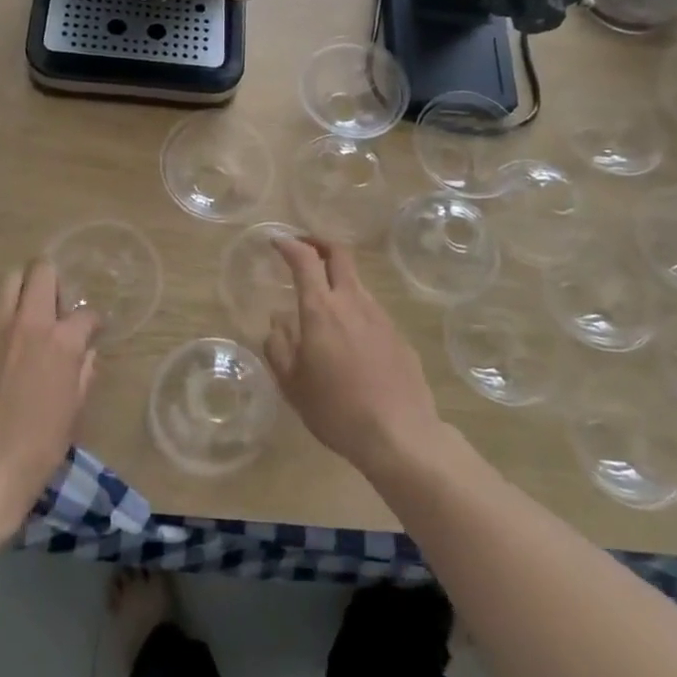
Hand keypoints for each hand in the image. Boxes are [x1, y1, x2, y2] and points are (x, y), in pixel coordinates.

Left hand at [0, 260, 98, 533]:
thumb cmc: (40, 446)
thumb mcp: (75, 410)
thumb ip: (84, 372)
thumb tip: (86, 354)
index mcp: (61, 341)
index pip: (86, 314)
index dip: (93, 322)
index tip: (92, 332)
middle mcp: (28, 324)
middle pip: (41, 272)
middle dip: (53, 279)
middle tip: (55, 304)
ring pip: (7, 281)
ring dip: (21, 289)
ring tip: (25, 311)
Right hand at [264, 237, 441, 475]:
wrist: (399, 435)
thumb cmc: (336, 410)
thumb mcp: (292, 384)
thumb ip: (278, 347)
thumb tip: (277, 322)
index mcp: (321, 310)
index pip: (305, 259)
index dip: (290, 244)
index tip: (277, 241)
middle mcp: (353, 302)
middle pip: (339, 254)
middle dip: (319, 243)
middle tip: (304, 250)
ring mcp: (381, 316)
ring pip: (356, 283)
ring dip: (337, 281)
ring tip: (323, 306)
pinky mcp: (399, 335)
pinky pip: (371, 311)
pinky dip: (355, 311)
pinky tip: (350, 342)